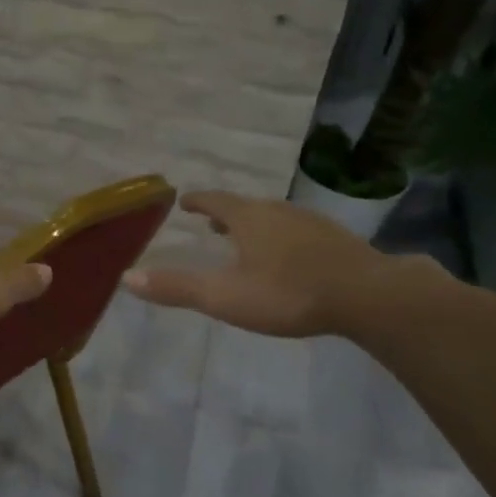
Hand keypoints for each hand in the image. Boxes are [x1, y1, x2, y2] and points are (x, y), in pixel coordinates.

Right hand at [125, 190, 412, 337]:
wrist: (367, 294)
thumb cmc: (288, 293)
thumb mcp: (225, 296)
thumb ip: (177, 288)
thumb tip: (128, 277)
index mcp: (248, 218)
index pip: (215, 200)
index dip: (197, 201)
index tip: (185, 202)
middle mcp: (278, 211)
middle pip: (245, 206)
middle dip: (225, 214)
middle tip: (210, 224)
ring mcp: (311, 223)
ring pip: (274, 217)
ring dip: (254, 225)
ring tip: (246, 239)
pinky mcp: (336, 240)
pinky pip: (298, 231)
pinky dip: (282, 237)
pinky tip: (290, 257)